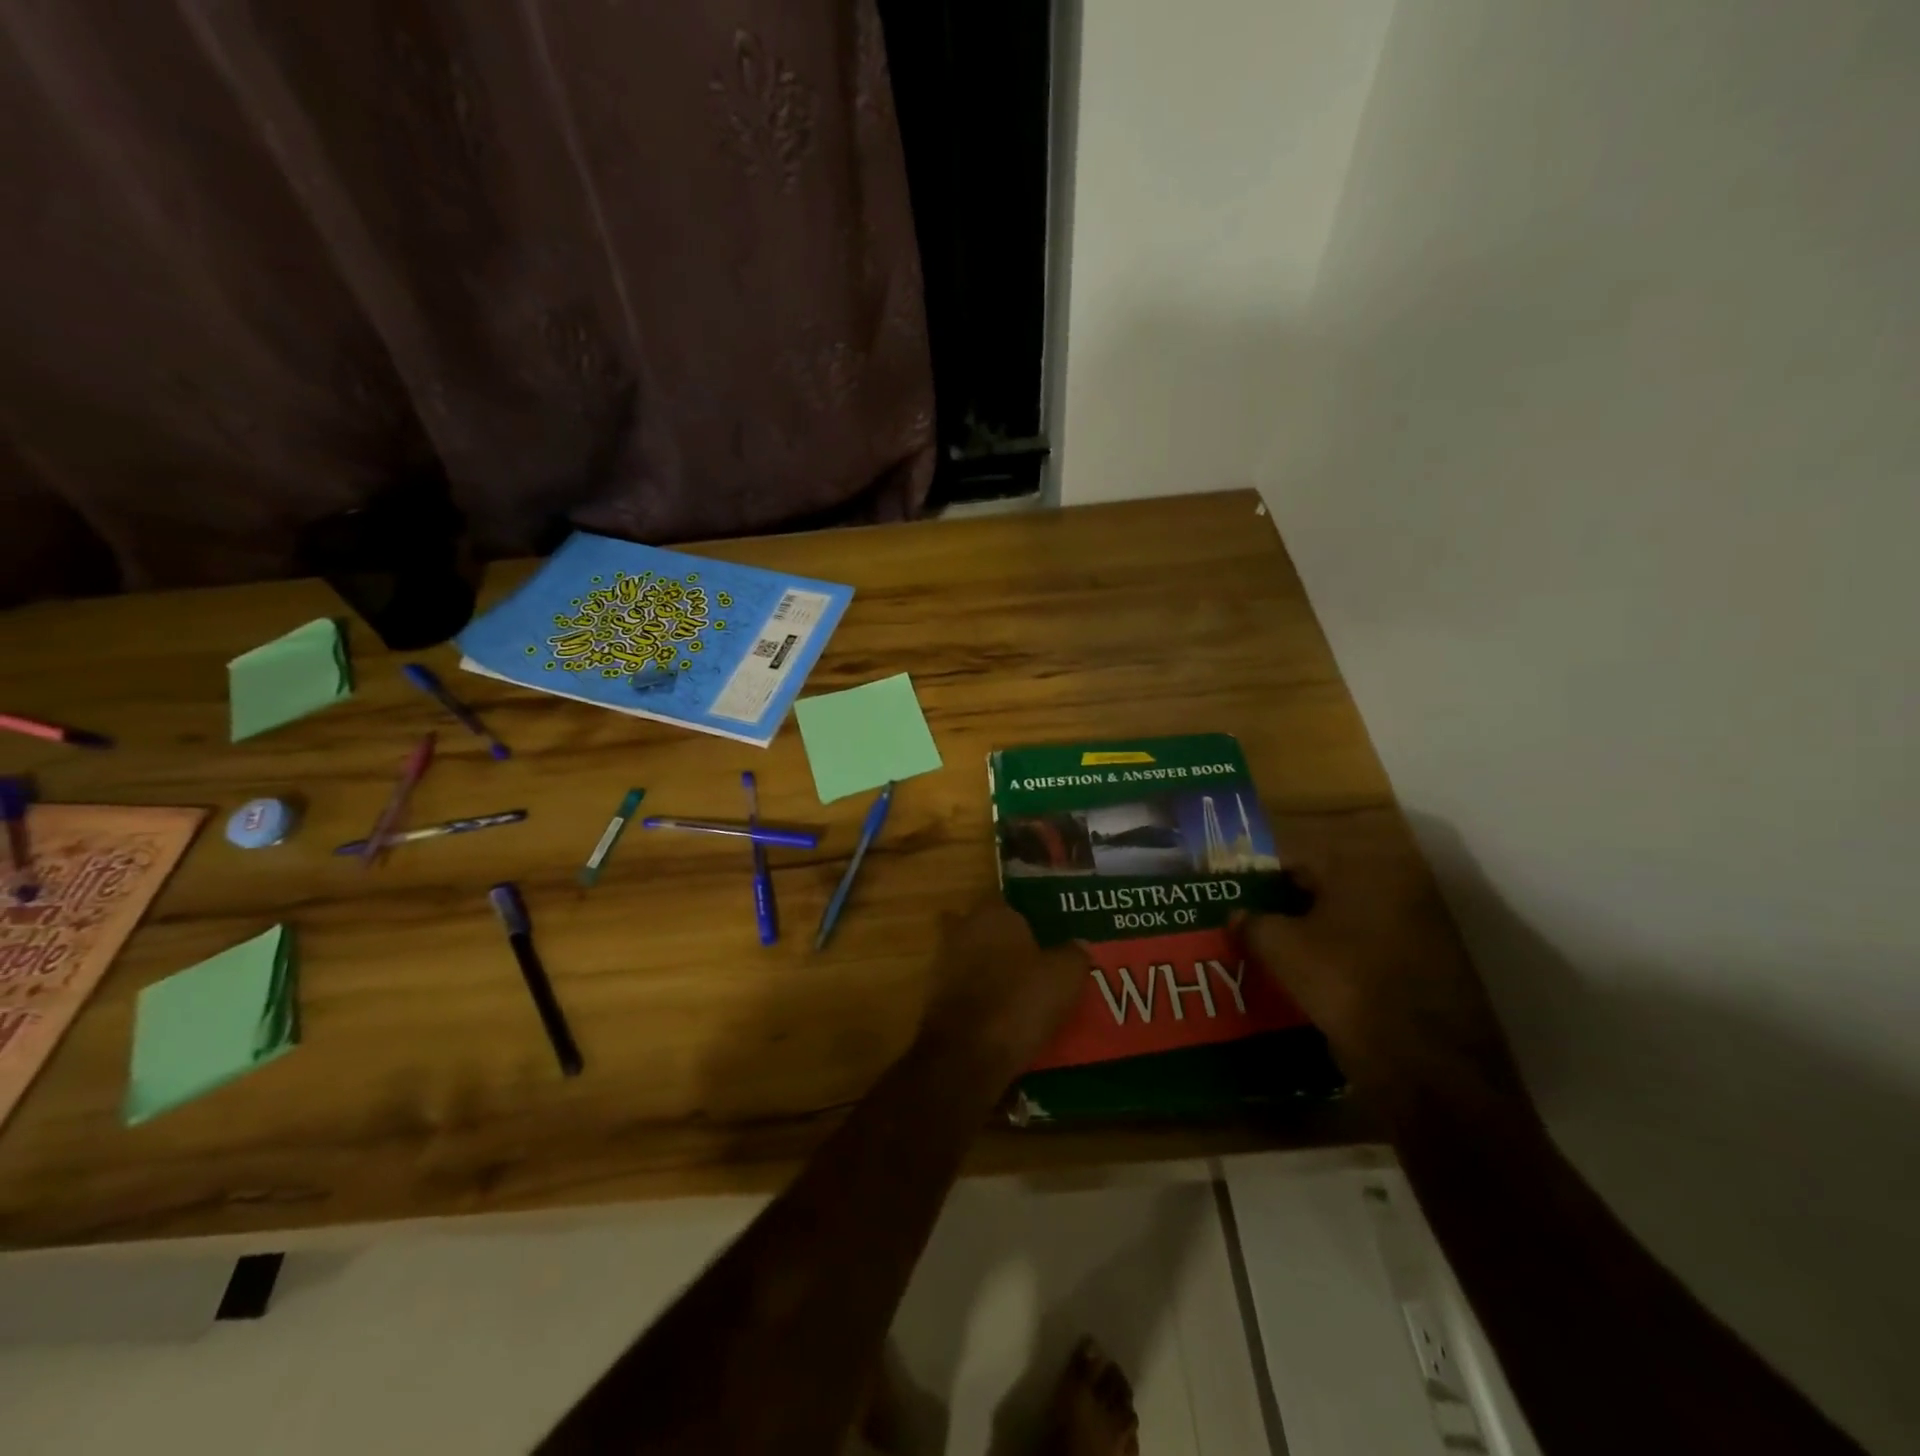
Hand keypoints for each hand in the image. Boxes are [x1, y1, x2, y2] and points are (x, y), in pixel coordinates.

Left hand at [917, 899, 1088, 1089]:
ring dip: (988, 970)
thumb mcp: (1064, 977)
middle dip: (1002, 941)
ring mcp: (943, 962)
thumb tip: (1079, 944)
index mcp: (993, 914)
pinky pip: (964, 988)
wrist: (966, 1055)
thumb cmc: (1019, 1002)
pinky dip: (978, 997)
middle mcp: (963, 929)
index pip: (1010, 902)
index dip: (1027, 917)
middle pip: (986, 928)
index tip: (1044, 934)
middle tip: (1033, 961)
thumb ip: (1073, 954)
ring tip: (1019, 992)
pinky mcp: (934, 996)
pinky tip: (1000, 1014)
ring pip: (972, 957)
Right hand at [1242, 810, 1533, 1122]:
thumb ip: (1253, 923)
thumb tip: (1238, 915)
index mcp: (1359, 872)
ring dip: (1313, 935)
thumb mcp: (1280, 946)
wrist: (1417, 1058)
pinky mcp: (1425, 970)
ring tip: (1276, 956)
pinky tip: (1313, 982)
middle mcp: (1393, 891)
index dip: (1262, 877)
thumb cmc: (1342, 981)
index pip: (1297, 860)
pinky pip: (1366, 954)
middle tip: (1252, 925)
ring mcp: (1415, 931)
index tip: (1237, 896)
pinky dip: (1339, 961)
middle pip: (1323, 891)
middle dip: (1287, 907)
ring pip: (1345, 925)